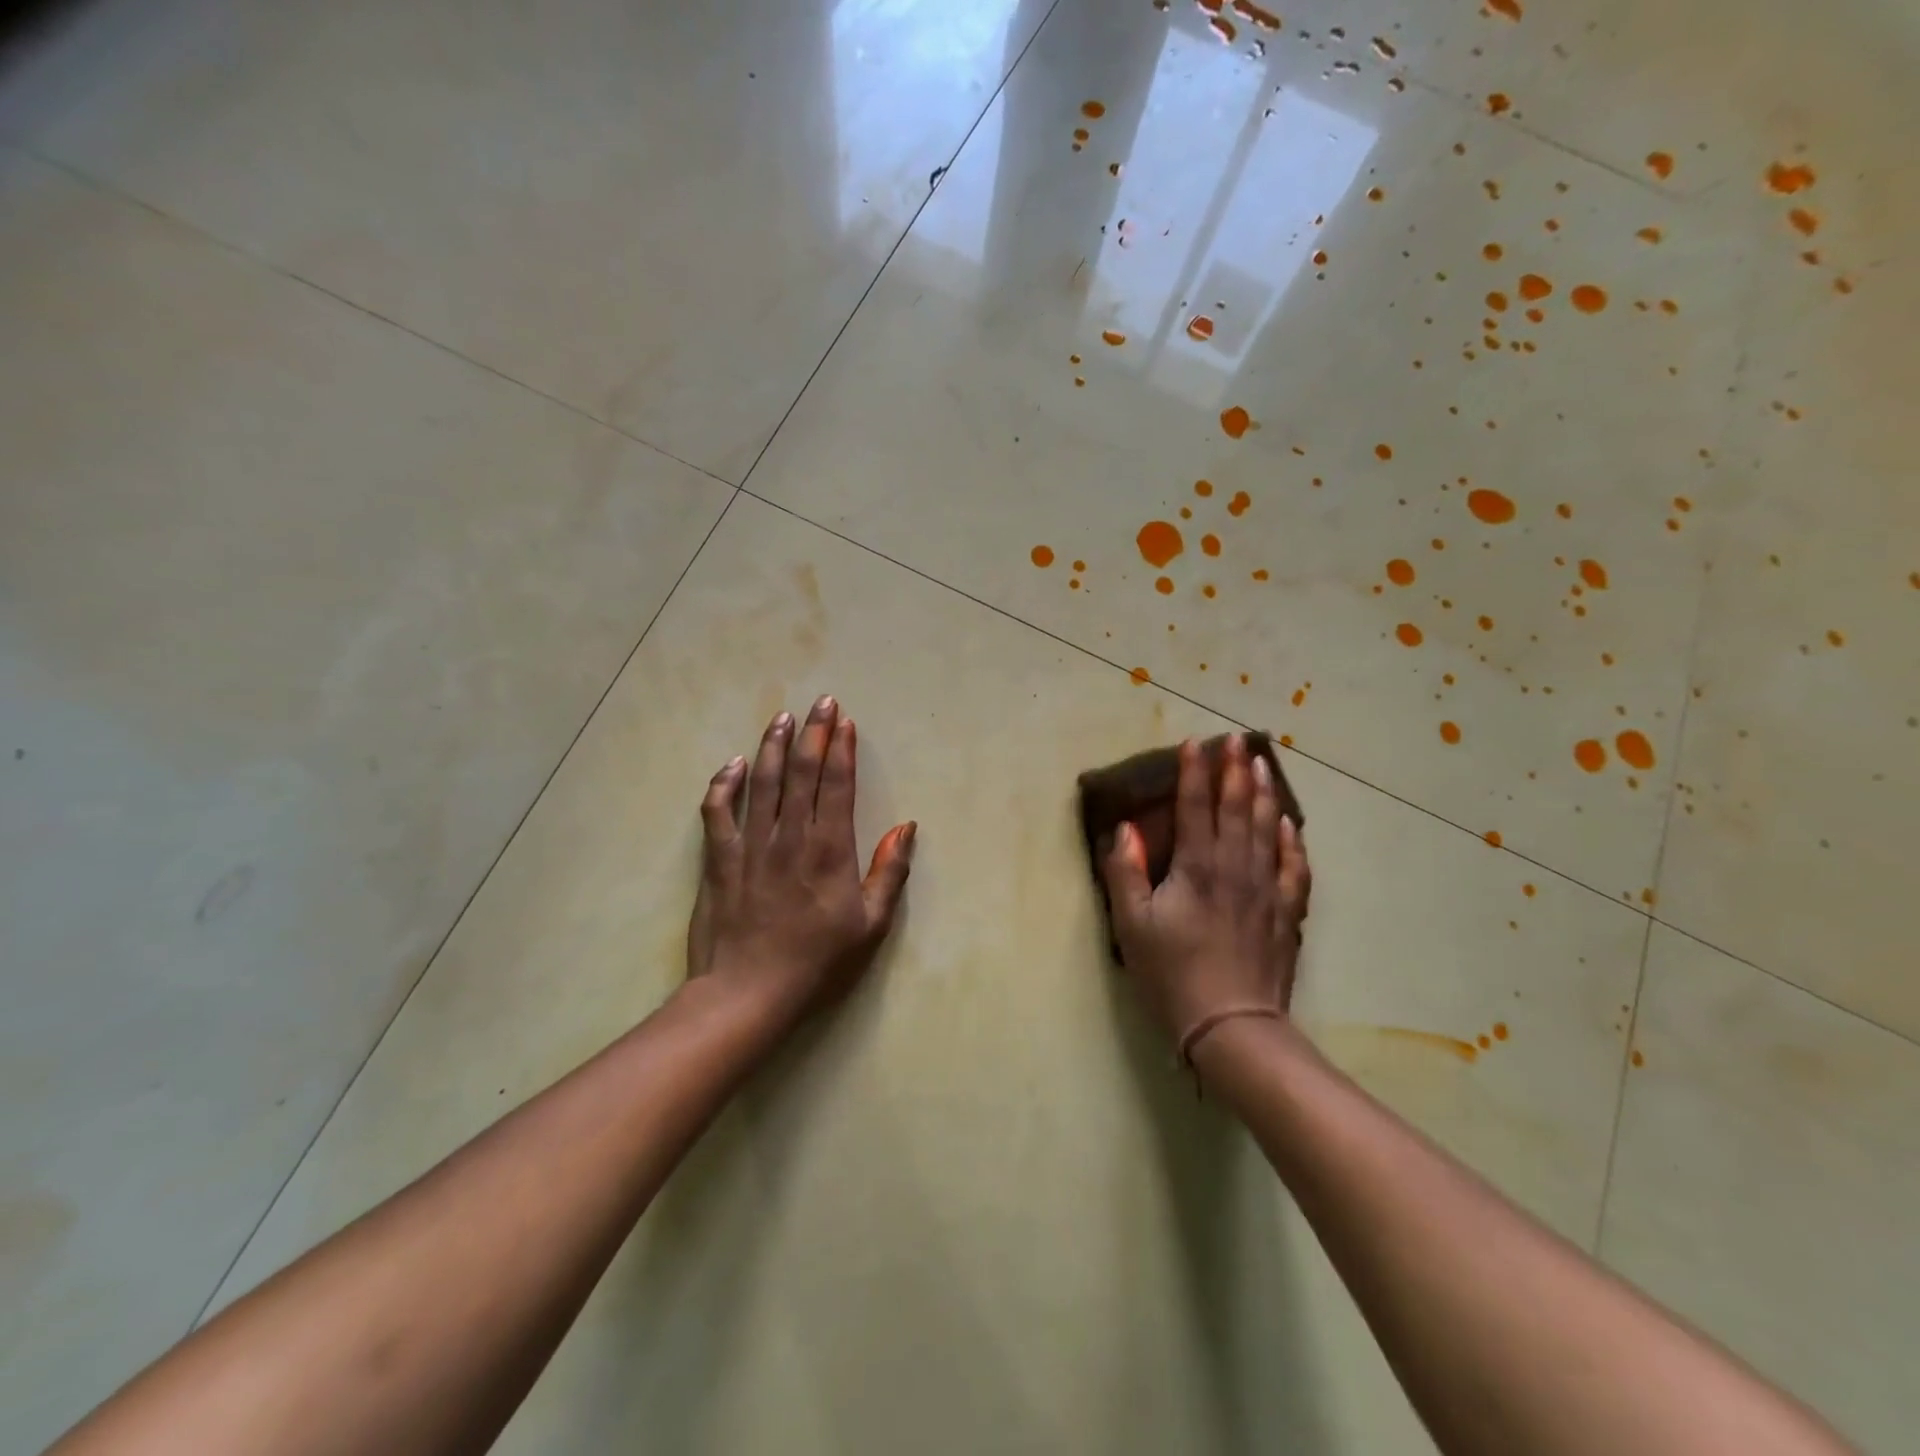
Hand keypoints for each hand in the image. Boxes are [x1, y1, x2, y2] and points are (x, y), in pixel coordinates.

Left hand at [687, 697, 915, 1029]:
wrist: (748, 994)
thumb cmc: (818, 962)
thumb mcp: (871, 925)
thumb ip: (889, 872)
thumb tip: (905, 826)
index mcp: (829, 850)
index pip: (837, 785)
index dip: (841, 750)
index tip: (844, 721)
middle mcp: (790, 837)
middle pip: (802, 773)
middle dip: (813, 734)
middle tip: (820, 702)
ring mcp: (751, 845)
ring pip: (762, 783)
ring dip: (773, 746)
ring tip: (781, 717)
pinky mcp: (719, 860)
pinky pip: (717, 812)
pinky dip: (724, 784)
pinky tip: (734, 764)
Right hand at [1102, 735, 1310, 1058]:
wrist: (1231, 1024)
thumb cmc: (1172, 972)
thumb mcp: (1132, 924)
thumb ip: (1125, 871)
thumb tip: (1125, 828)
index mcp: (1197, 866)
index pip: (1196, 806)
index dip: (1194, 772)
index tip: (1195, 742)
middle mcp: (1235, 866)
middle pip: (1237, 807)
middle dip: (1235, 770)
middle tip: (1237, 740)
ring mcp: (1266, 888)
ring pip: (1267, 828)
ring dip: (1264, 793)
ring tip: (1263, 765)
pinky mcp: (1285, 912)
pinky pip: (1293, 866)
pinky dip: (1292, 840)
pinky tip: (1290, 824)